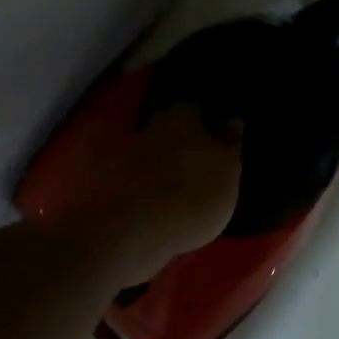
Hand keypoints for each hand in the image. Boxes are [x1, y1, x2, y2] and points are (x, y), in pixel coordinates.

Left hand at [41, 101, 242, 281]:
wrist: (129, 233)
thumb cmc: (191, 195)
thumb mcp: (228, 170)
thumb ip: (229, 143)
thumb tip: (232, 120)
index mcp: (180, 116)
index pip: (195, 106)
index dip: (206, 119)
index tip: (216, 134)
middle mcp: (148, 126)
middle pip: (168, 127)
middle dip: (181, 140)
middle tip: (199, 161)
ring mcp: (122, 155)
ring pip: (148, 151)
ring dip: (159, 164)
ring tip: (177, 187)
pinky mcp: (106, 183)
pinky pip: (131, 178)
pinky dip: (142, 186)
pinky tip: (154, 203)